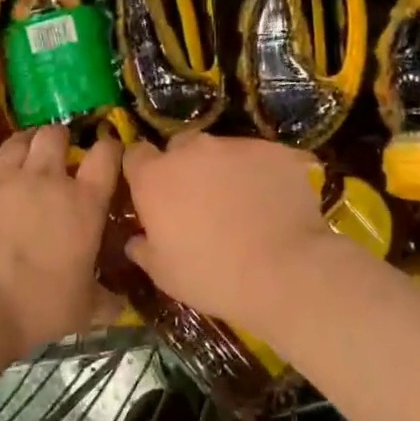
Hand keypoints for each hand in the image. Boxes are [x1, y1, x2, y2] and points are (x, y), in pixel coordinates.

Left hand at [0, 126, 121, 352]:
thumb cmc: (40, 308)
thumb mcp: (84, 309)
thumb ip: (104, 300)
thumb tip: (119, 306)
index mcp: (83, 203)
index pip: (106, 155)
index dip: (109, 148)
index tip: (107, 153)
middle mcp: (46, 179)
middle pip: (55, 135)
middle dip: (58, 139)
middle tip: (57, 155)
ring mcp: (3, 180)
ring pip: (17, 142)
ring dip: (24, 147)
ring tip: (23, 160)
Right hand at [121, 134, 334, 326]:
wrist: (283, 271)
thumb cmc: (212, 275)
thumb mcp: (164, 274)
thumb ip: (144, 249)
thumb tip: (136, 240)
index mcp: (156, 177)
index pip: (137, 154)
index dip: (144, 170)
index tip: (153, 191)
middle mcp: (193, 150)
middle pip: (181, 146)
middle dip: (186, 166)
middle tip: (200, 200)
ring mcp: (237, 145)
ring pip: (224, 150)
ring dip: (226, 169)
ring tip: (245, 203)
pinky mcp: (275, 150)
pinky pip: (263, 158)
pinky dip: (264, 174)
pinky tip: (276, 202)